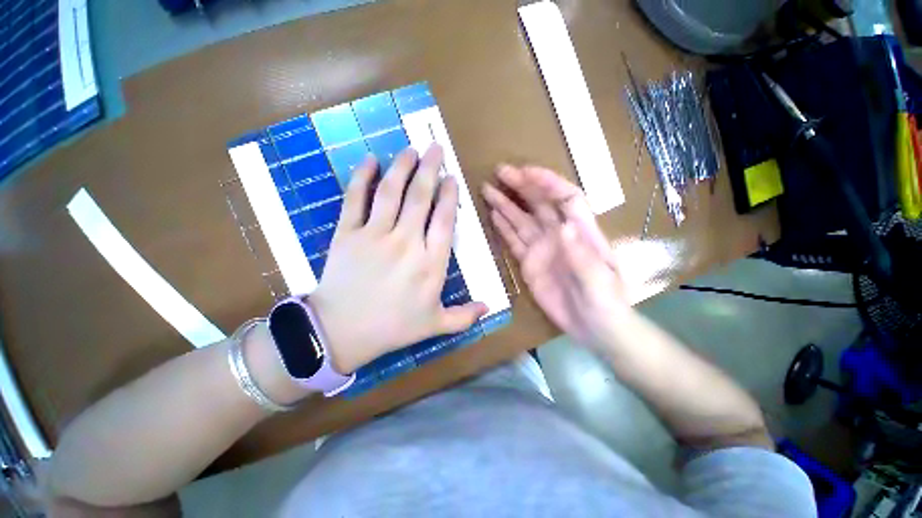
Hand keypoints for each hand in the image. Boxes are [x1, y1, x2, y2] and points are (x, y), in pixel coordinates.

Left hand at [311, 146, 487, 372]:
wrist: (342, 332)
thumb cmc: (393, 328)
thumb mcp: (435, 325)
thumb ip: (464, 317)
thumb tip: (489, 308)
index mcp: (430, 263)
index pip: (444, 220)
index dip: (449, 195)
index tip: (451, 178)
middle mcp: (406, 242)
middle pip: (420, 198)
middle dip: (430, 169)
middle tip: (435, 148)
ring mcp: (375, 235)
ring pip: (391, 192)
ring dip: (402, 167)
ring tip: (410, 150)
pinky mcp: (347, 233)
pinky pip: (354, 199)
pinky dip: (360, 177)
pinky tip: (368, 160)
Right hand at [482, 165, 628, 347]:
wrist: (594, 328)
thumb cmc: (606, 303)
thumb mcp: (599, 281)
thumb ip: (581, 254)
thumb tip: (563, 226)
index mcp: (582, 232)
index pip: (565, 197)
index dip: (547, 182)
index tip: (525, 172)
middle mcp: (559, 234)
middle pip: (539, 203)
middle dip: (521, 185)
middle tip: (499, 172)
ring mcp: (542, 248)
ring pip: (521, 220)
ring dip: (506, 204)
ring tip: (488, 190)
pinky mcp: (529, 263)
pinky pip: (514, 241)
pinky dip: (503, 228)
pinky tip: (493, 216)